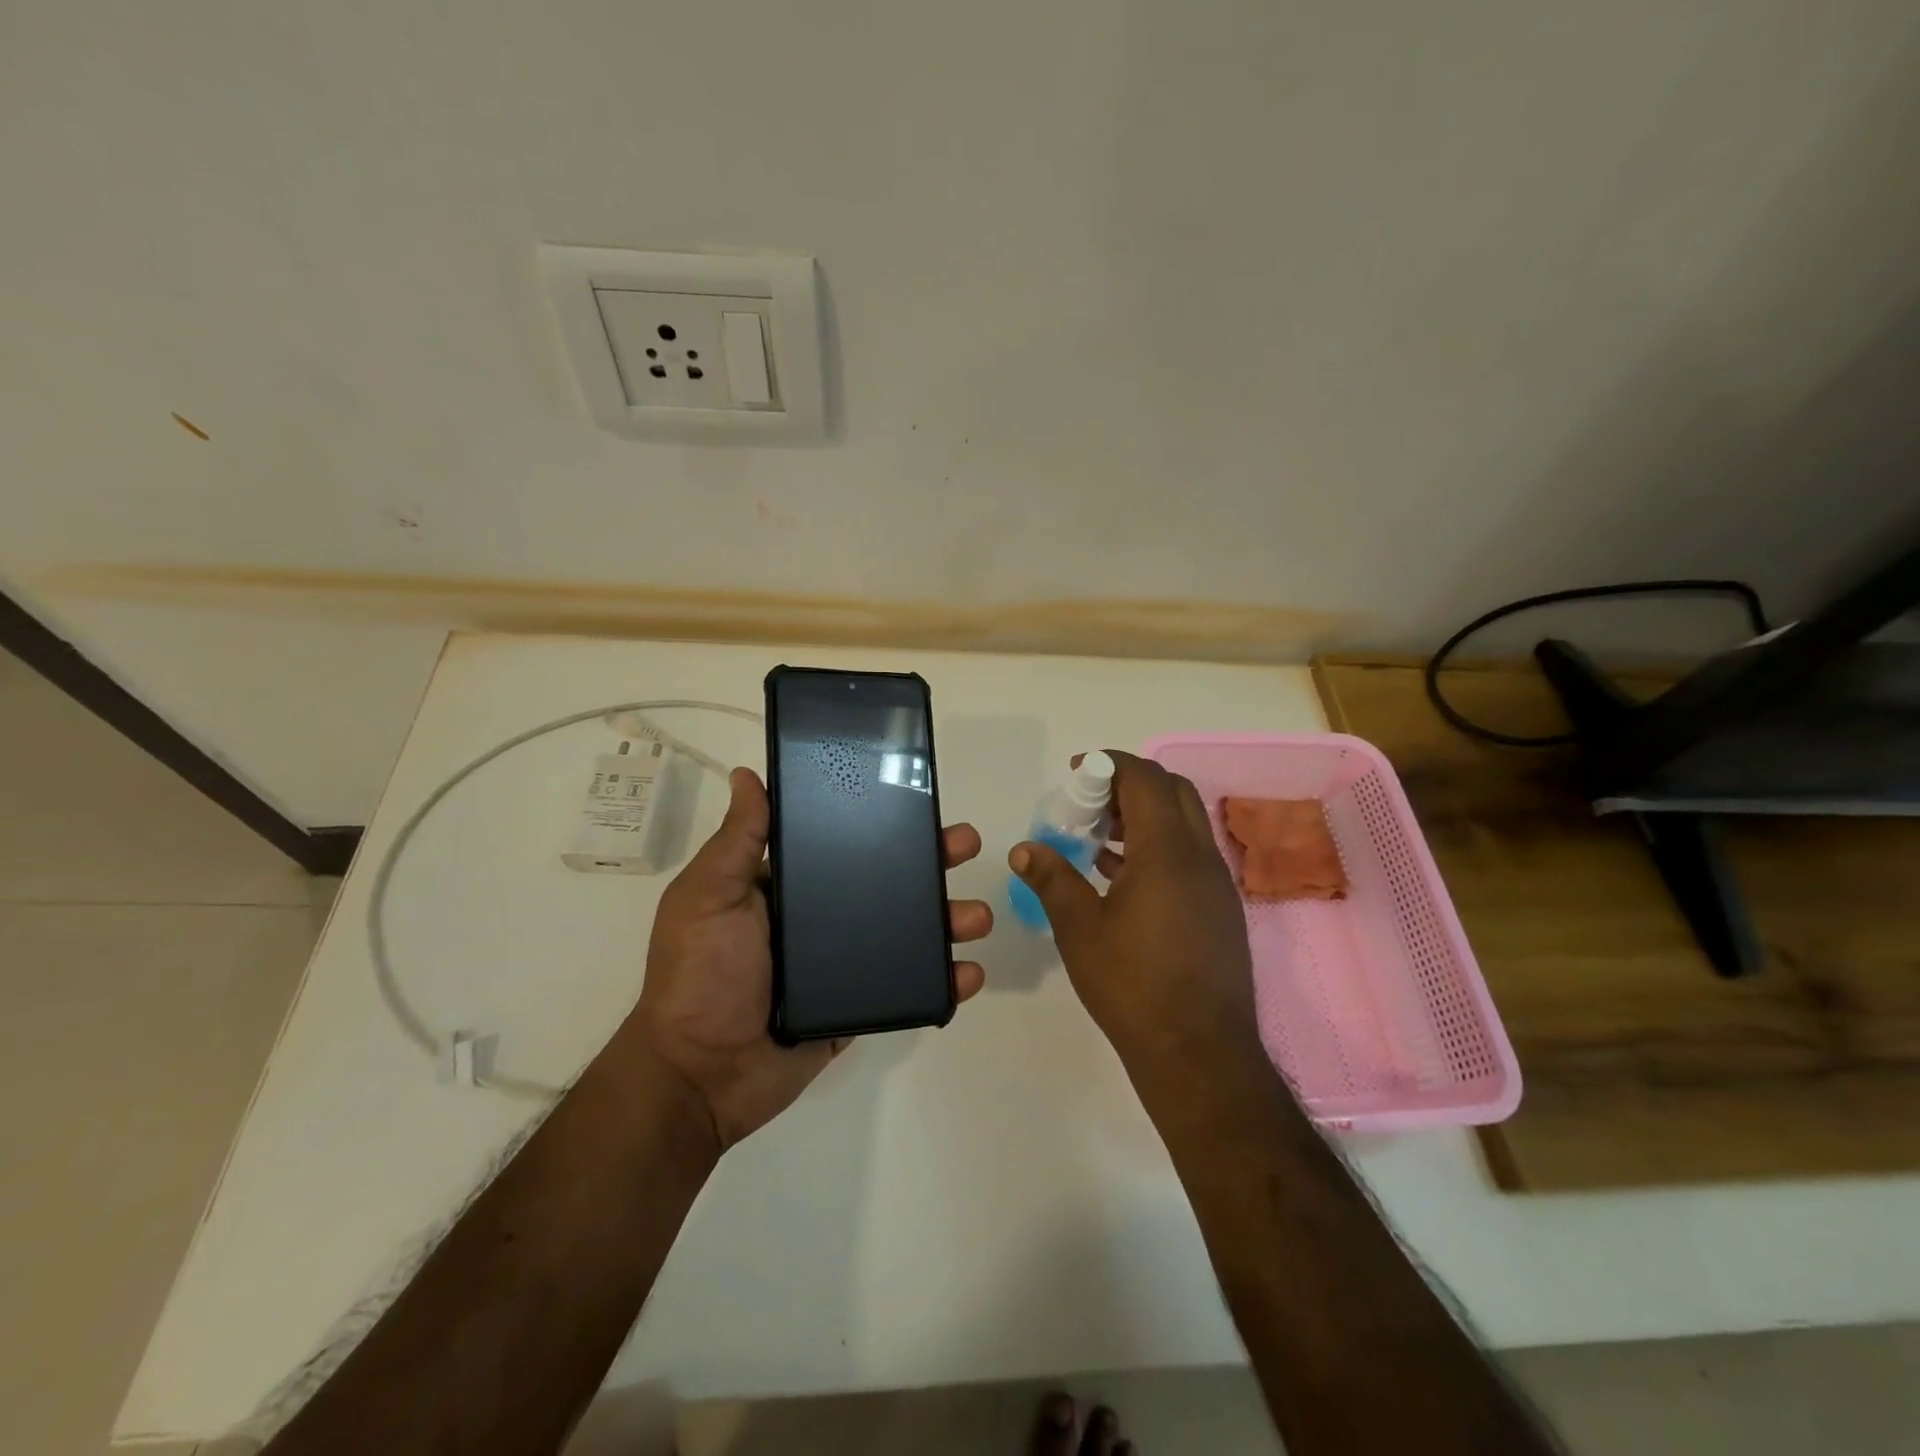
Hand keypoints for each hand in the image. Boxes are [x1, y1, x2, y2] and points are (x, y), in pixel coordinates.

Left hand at [619, 767, 990, 1151]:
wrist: (701, 1076)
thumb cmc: (701, 974)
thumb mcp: (709, 896)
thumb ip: (737, 840)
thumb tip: (748, 774)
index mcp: (790, 885)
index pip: (845, 841)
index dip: (883, 821)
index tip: (918, 798)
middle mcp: (822, 917)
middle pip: (889, 881)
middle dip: (932, 862)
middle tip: (967, 845)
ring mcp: (846, 963)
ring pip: (909, 931)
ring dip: (949, 920)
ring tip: (978, 917)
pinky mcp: (861, 1004)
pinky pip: (910, 986)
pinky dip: (944, 981)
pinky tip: (970, 973)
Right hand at [1010, 751, 1261, 1090]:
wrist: (1199, 1053)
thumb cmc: (1133, 985)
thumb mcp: (1080, 930)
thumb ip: (1052, 879)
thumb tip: (1024, 849)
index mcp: (1168, 852)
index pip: (1145, 779)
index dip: (1109, 764)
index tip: (1076, 771)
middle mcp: (1200, 857)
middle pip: (1171, 791)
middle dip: (1129, 783)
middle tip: (1089, 801)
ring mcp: (1216, 884)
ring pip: (1184, 823)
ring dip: (1145, 815)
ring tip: (1098, 835)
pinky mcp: (1220, 909)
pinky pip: (1189, 855)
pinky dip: (1158, 846)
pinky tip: (1121, 875)